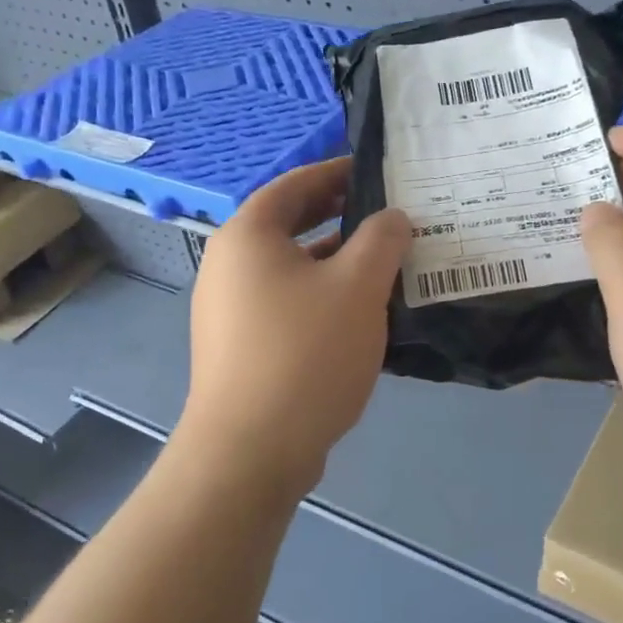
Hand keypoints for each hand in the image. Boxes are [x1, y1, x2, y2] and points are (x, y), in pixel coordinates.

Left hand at [178, 159, 410, 496]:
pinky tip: (359, 315)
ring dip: (335, 261)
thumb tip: (393, 218)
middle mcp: (229, 266)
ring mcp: (229, 311)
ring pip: (291, 269)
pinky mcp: (240, 348)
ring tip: (384, 264)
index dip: (337, 172)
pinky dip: (321, 297)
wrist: (251, 450)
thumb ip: (381, 240)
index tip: (376, 172)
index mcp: (248, 236)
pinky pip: (286, 304)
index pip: (295, 184)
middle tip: (387, 214)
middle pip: (289, 225)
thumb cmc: (305, 352)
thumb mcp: (358, 286)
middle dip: (339, 216)